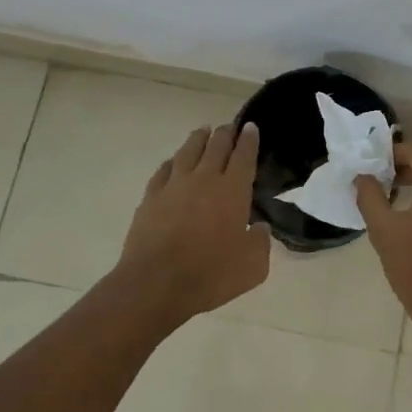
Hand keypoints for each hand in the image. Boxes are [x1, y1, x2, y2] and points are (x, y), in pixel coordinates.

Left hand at [115, 123, 271, 320]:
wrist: (157, 284)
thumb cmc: (211, 274)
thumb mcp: (253, 266)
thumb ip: (261, 242)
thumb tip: (260, 229)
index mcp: (233, 190)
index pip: (244, 156)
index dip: (249, 140)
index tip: (251, 128)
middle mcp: (204, 179)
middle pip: (216, 146)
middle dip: (226, 133)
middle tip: (230, 127)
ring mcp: (174, 186)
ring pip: (188, 151)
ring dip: (198, 139)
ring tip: (203, 132)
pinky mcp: (151, 197)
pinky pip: (164, 170)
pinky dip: (172, 161)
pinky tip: (174, 162)